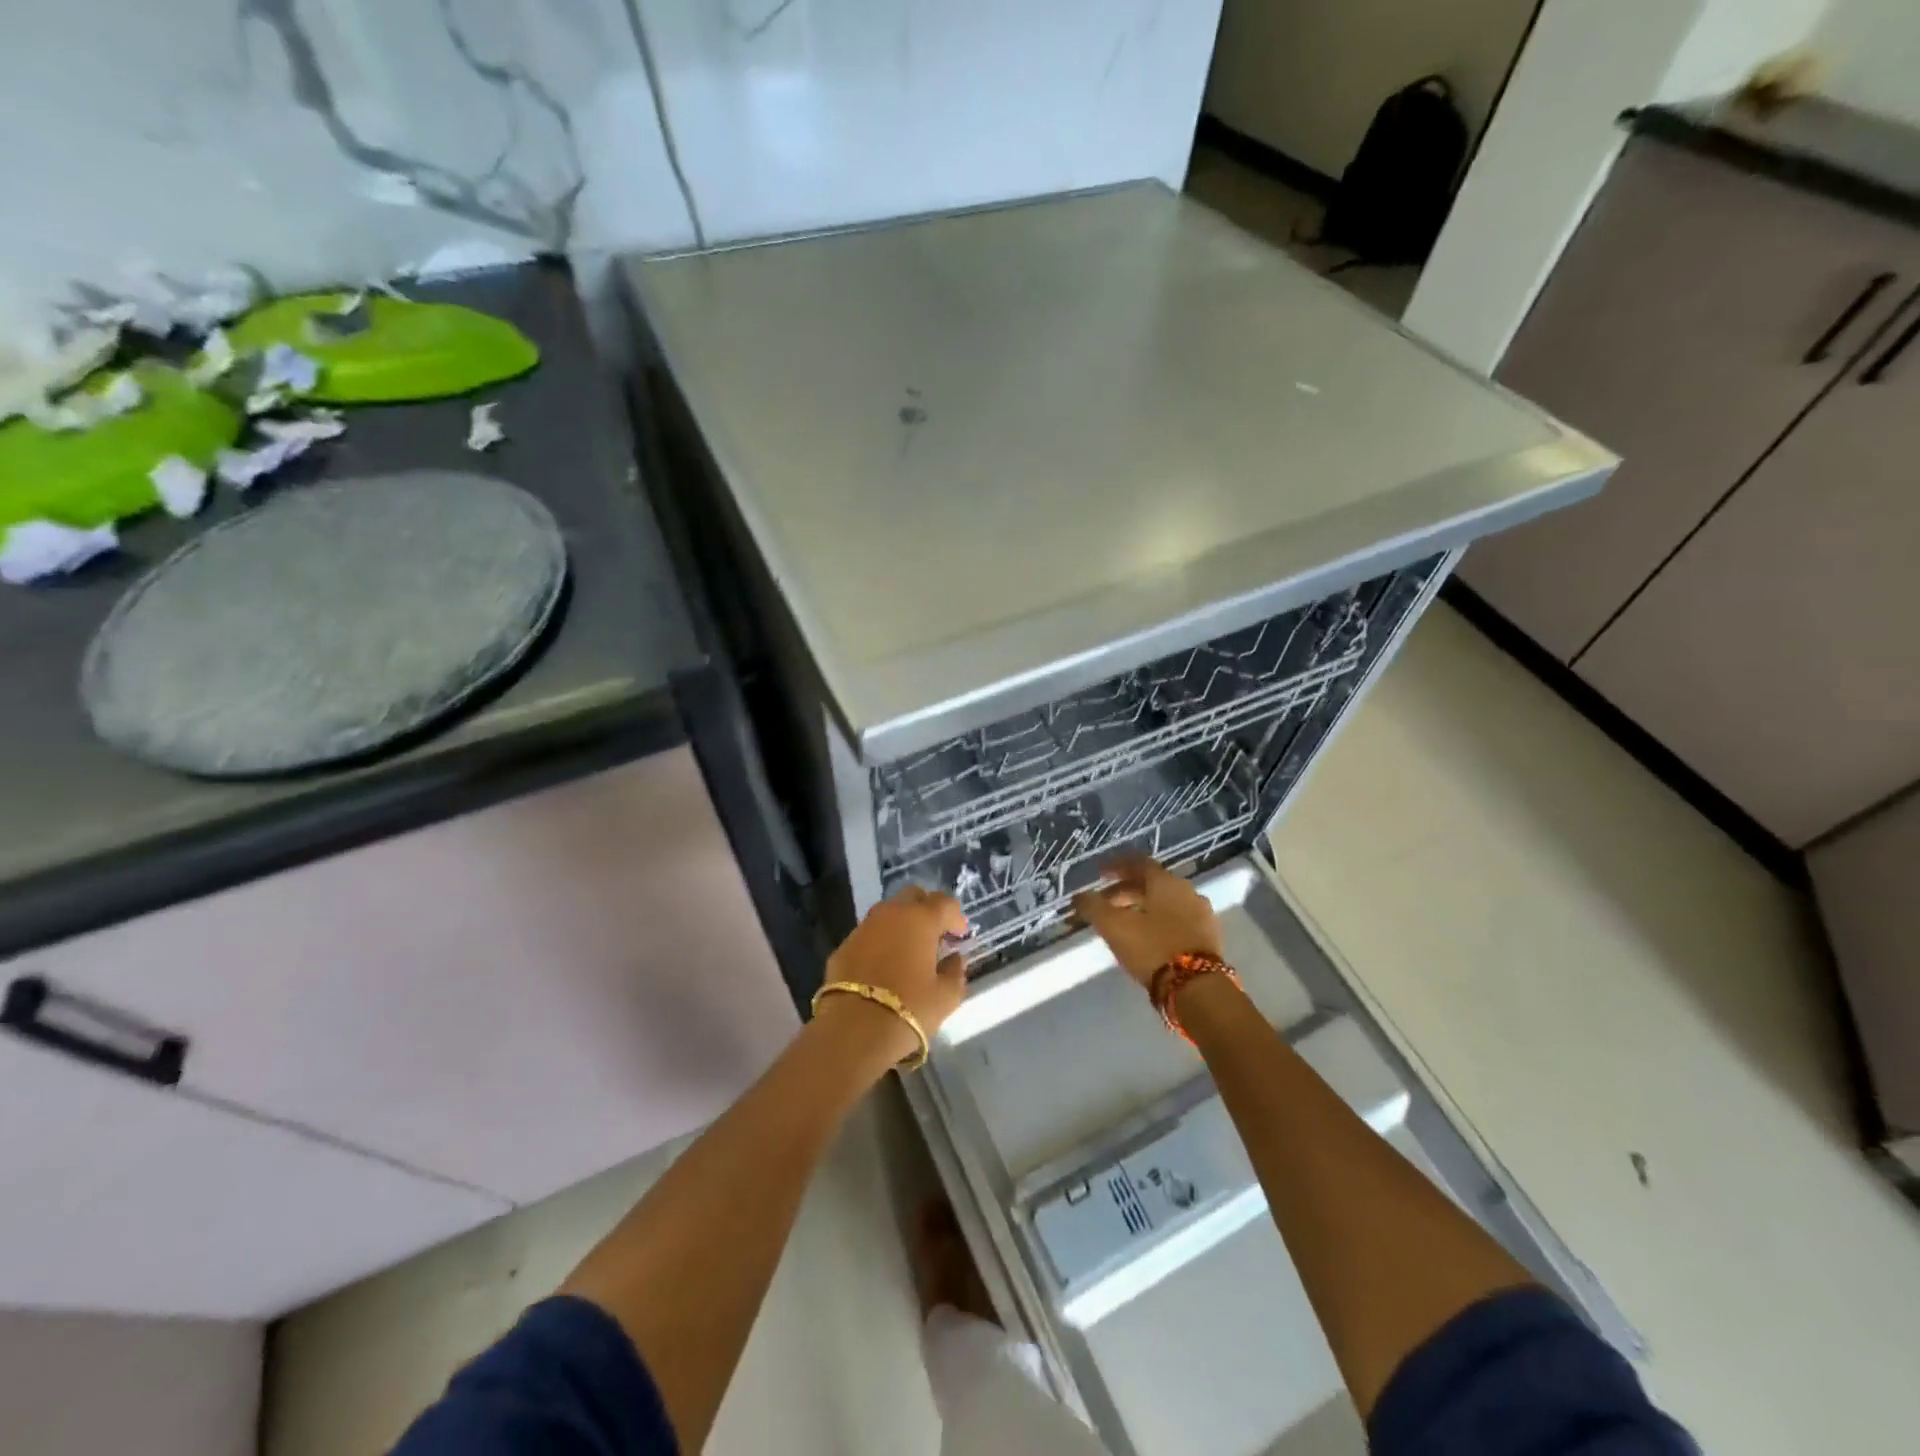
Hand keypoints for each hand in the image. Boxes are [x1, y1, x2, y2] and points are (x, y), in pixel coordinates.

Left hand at [818, 887, 969, 1062]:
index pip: (945, 902)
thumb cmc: (910, 1008)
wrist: (854, 1029)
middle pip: (913, 896)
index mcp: (920, 918)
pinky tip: (884, 966)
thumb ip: (956, 972)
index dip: (956, 916)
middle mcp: (891, 913)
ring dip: (902, 924)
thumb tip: (955, 959)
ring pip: (888, 913)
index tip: (960, 936)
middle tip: (935, 936)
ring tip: (909, 951)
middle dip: (927, 910)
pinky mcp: (844, 945)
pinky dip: (881, 942)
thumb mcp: (946, 996)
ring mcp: (864, 927)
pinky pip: (869, 934)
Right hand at [1072, 853, 1223, 987]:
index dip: (1116, 866)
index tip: (1099, 873)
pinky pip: (1178, 920)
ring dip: (1143, 907)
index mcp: (1166, 882)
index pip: (1139, 863)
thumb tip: (1079, 896)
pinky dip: (1159, 922)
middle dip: (1125, 891)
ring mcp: (1202, 914)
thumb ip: (1093, 907)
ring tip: (1124, 923)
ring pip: (1165, 903)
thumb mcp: (1114, 926)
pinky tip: (1147, 937)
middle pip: (1152, 884)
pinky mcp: (1208, 937)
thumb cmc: (1152, 948)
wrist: (1198, 988)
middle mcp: (1187, 891)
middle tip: (1105, 903)